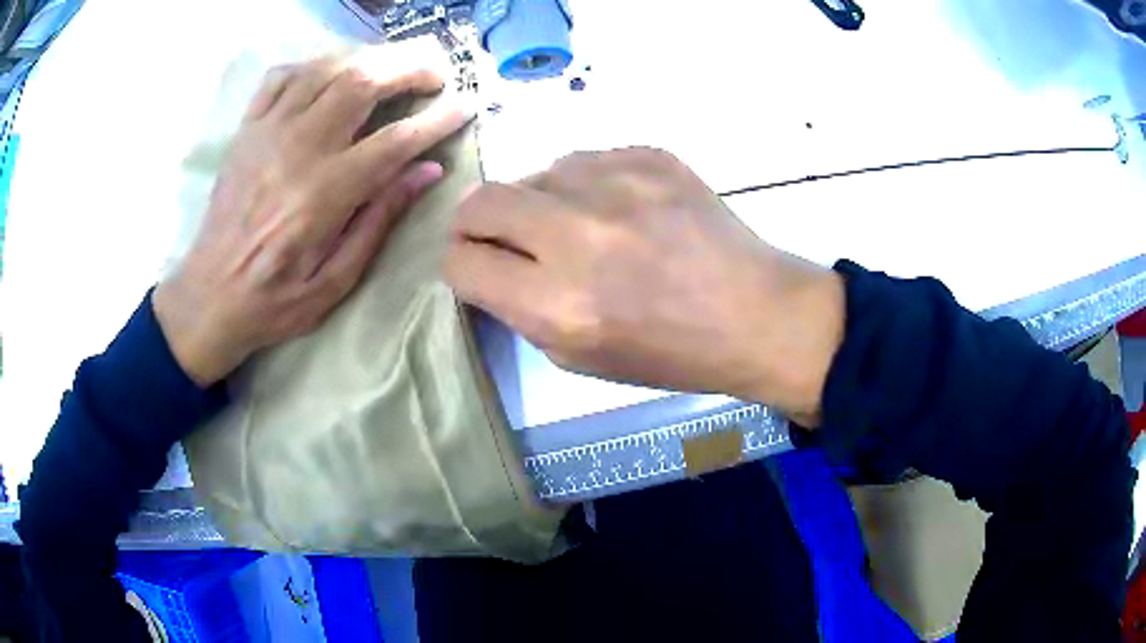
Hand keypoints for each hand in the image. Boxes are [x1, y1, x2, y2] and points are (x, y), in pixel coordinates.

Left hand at [155, 57, 471, 385]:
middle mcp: (297, 149)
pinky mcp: (247, 129)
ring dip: (369, 59)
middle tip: (433, 74)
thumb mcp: (335, 281)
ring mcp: (267, 132)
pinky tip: (331, 75)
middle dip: (408, 68)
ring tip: (393, 68)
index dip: (438, 119)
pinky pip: (283, 76)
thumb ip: (380, 221)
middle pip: (362, 82)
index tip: (466, 106)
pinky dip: (314, 65)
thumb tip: (427, 171)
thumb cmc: (274, 300)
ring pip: (326, 69)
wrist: (208, 296)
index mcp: (324, 194)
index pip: (395, 140)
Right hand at [445, 148, 843, 425]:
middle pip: (480, 202)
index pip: (461, 262)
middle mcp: (577, 236)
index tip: (478, 266)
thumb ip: (520, 308)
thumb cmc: (670, 352)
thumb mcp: (579, 358)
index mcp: (557, 304)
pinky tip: (623, 210)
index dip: (461, 264)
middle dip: (478, 223)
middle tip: (506, 237)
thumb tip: (488, 263)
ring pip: (535, 173)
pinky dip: (587, 185)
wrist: (757, 314)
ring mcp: (617, 184)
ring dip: (541, 201)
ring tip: (582, 226)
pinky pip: (586, 160)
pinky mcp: (649, 155)